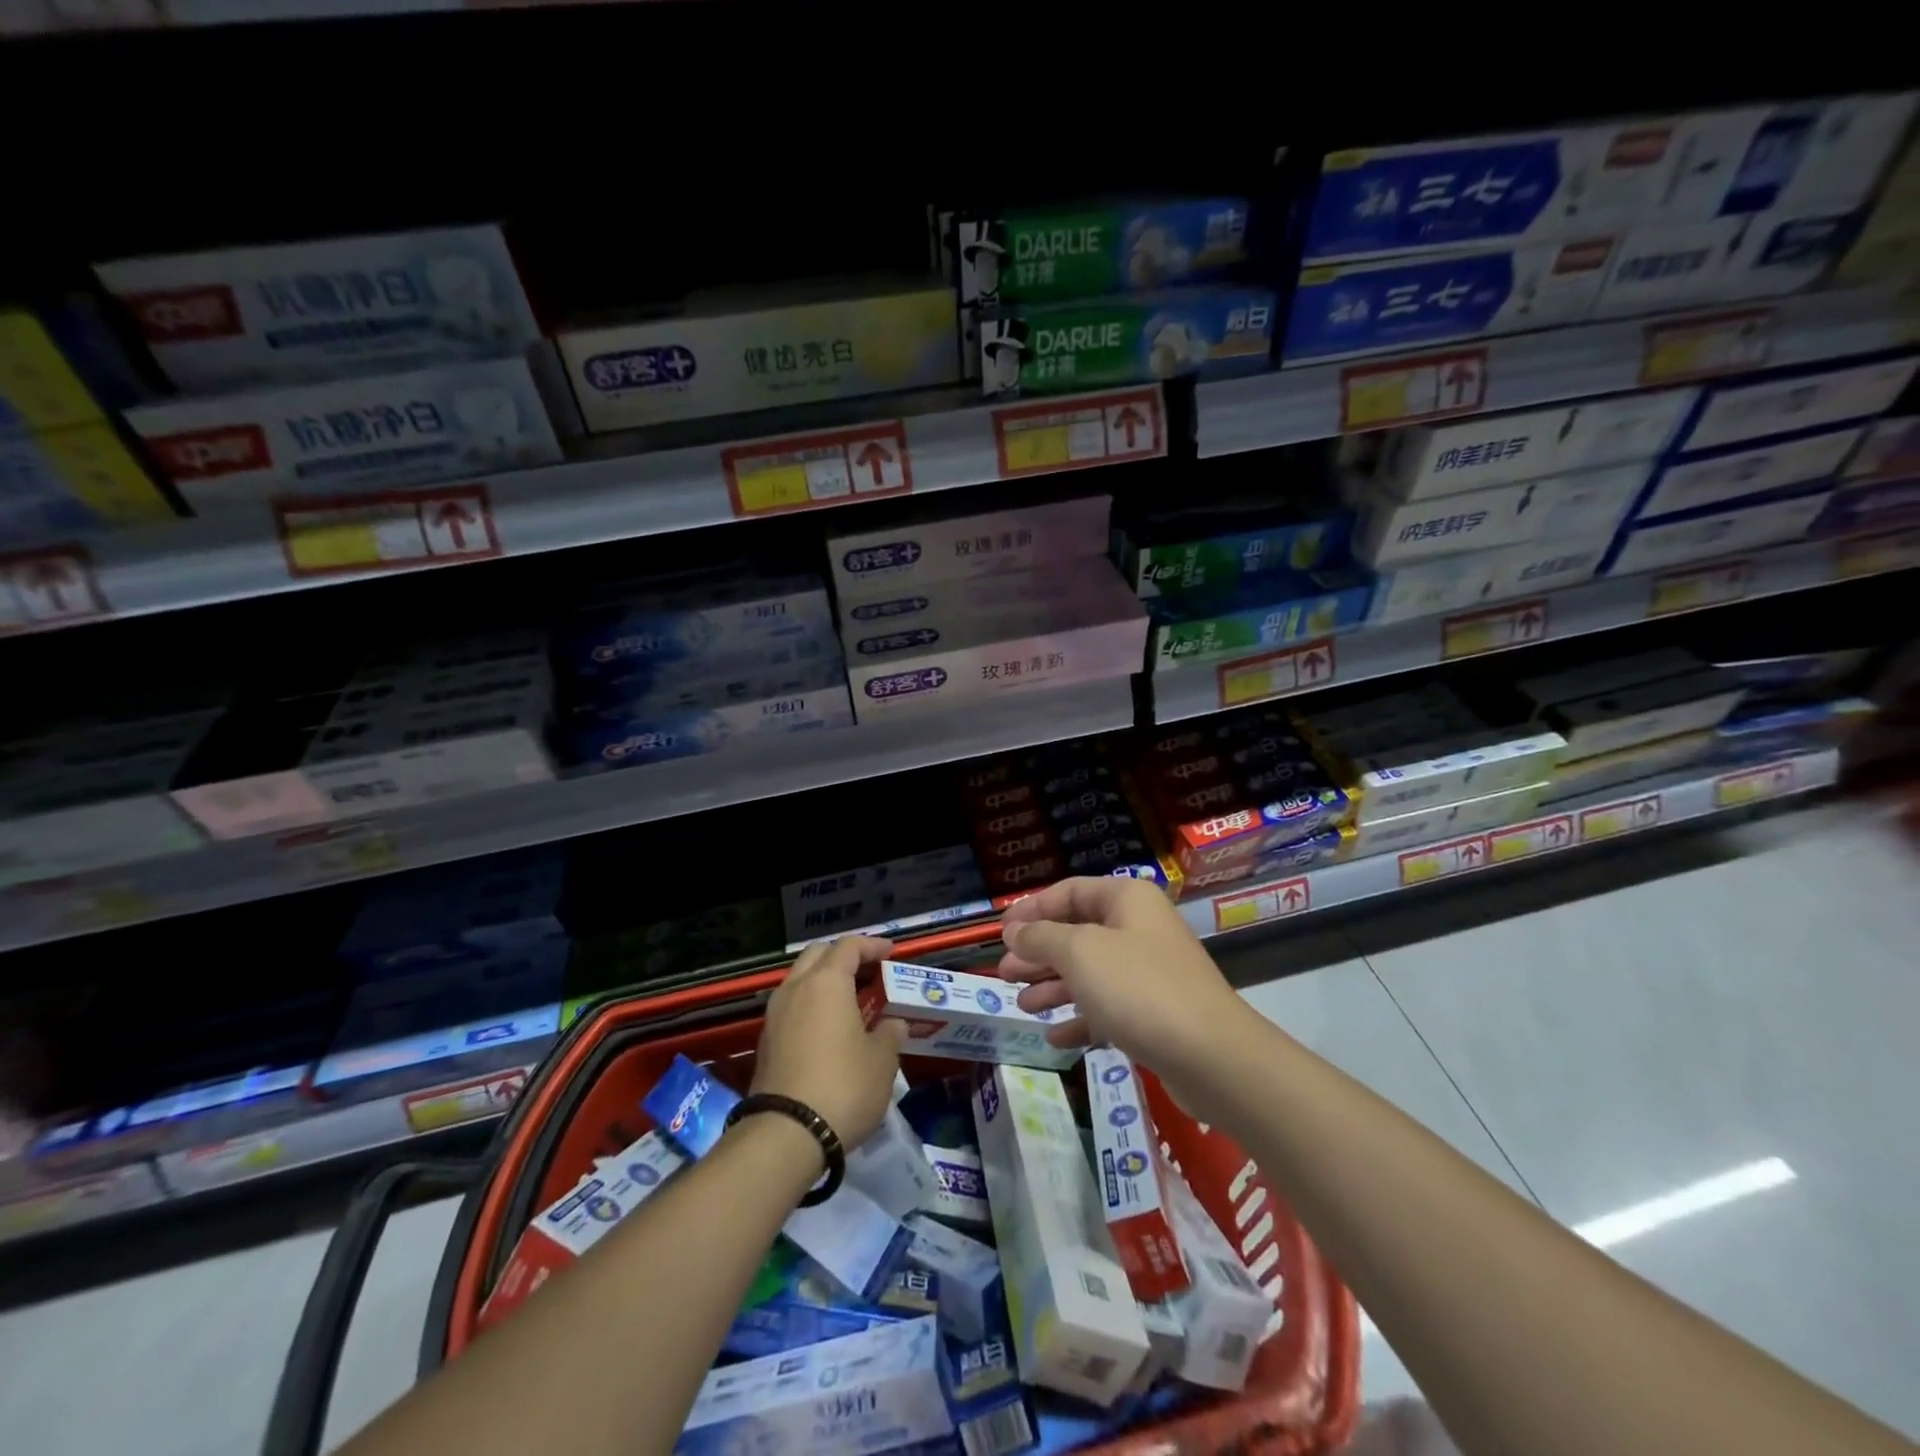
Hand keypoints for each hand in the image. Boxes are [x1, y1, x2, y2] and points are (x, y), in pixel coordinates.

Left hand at [752, 935, 905, 1149]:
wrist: (786, 1135)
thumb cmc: (843, 1087)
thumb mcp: (882, 1061)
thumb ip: (890, 1034)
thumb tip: (893, 1024)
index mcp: (827, 983)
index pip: (849, 946)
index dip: (872, 946)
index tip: (891, 953)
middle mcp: (796, 988)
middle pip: (818, 955)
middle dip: (844, 957)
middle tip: (869, 972)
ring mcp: (775, 1015)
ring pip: (800, 979)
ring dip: (825, 981)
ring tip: (852, 1000)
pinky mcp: (766, 1041)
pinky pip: (792, 1007)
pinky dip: (811, 1005)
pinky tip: (829, 1027)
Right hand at [998, 877, 1247, 1072]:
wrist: (1211, 1056)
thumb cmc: (1139, 988)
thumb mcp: (1079, 953)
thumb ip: (1041, 937)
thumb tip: (1014, 931)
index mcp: (1127, 900)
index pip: (1070, 891)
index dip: (1032, 908)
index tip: (1000, 931)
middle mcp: (1139, 929)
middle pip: (1078, 932)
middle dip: (1039, 952)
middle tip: (1004, 972)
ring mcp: (1150, 972)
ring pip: (1090, 972)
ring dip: (1054, 986)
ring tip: (1022, 1005)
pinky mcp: (1155, 1013)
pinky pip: (1108, 1008)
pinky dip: (1080, 1018)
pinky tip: (1055, 1037)